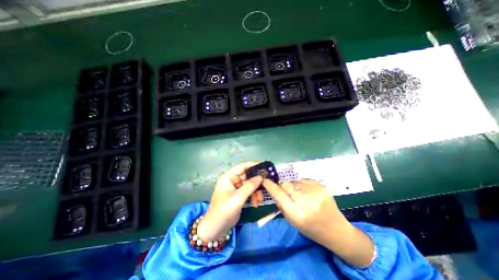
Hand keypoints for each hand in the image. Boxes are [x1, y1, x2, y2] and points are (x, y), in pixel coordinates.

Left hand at [196, 162, 261, 239]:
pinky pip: (249, 191)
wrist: (215, 229)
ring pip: (250, 184)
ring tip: (260, 200)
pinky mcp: (238, 194)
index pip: (243, 166)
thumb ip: (249, 186)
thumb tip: (261, 177)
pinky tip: (256, 203)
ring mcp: (235, 187)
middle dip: (257, 181)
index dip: (254, 165)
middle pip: (248, 175)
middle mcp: (232, 179)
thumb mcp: (237, 199)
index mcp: (228, 176)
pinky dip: (253, 195)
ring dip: (256, 191)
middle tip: (267, 185)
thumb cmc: (223, 212)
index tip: (266, 168)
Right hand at [263, 179, 371, 267]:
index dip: (270, 186)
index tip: (264, 180)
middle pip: (286, 184)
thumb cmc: (311, 228)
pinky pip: (304, 180)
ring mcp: (315, 191)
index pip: (279, 194)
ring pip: (294, 181)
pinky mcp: (321, 186)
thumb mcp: (292, 220)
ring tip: (301, 195)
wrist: (335, 229)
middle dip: (283, 187)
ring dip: (294, 187)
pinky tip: (308, 193)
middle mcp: (305, 201)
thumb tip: (274, 189)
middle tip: (288, 194)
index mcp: (297, 213)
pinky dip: (302, 185)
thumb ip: (282, 204)